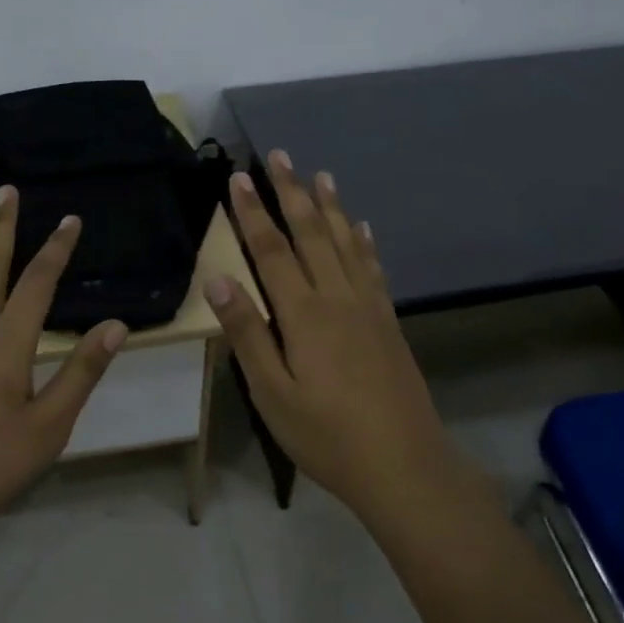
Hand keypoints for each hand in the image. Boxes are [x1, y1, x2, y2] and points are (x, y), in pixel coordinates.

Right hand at [204, 151, 457, 521]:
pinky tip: (363, 228)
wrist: (405, 467)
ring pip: (346, 243)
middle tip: (280, 156)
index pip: (272, 250)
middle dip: (292, 192)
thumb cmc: (327, 435)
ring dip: (331, 206)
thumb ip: (247, 333)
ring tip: (321, 175)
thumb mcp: (272, 393)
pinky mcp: (388, 322)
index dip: (253, 212)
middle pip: (312, 234)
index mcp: (304, 314)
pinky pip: (374, 269)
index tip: (238, 177)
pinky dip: (365, 242)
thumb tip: (218, 278)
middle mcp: (338, 298)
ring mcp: (369, 307)